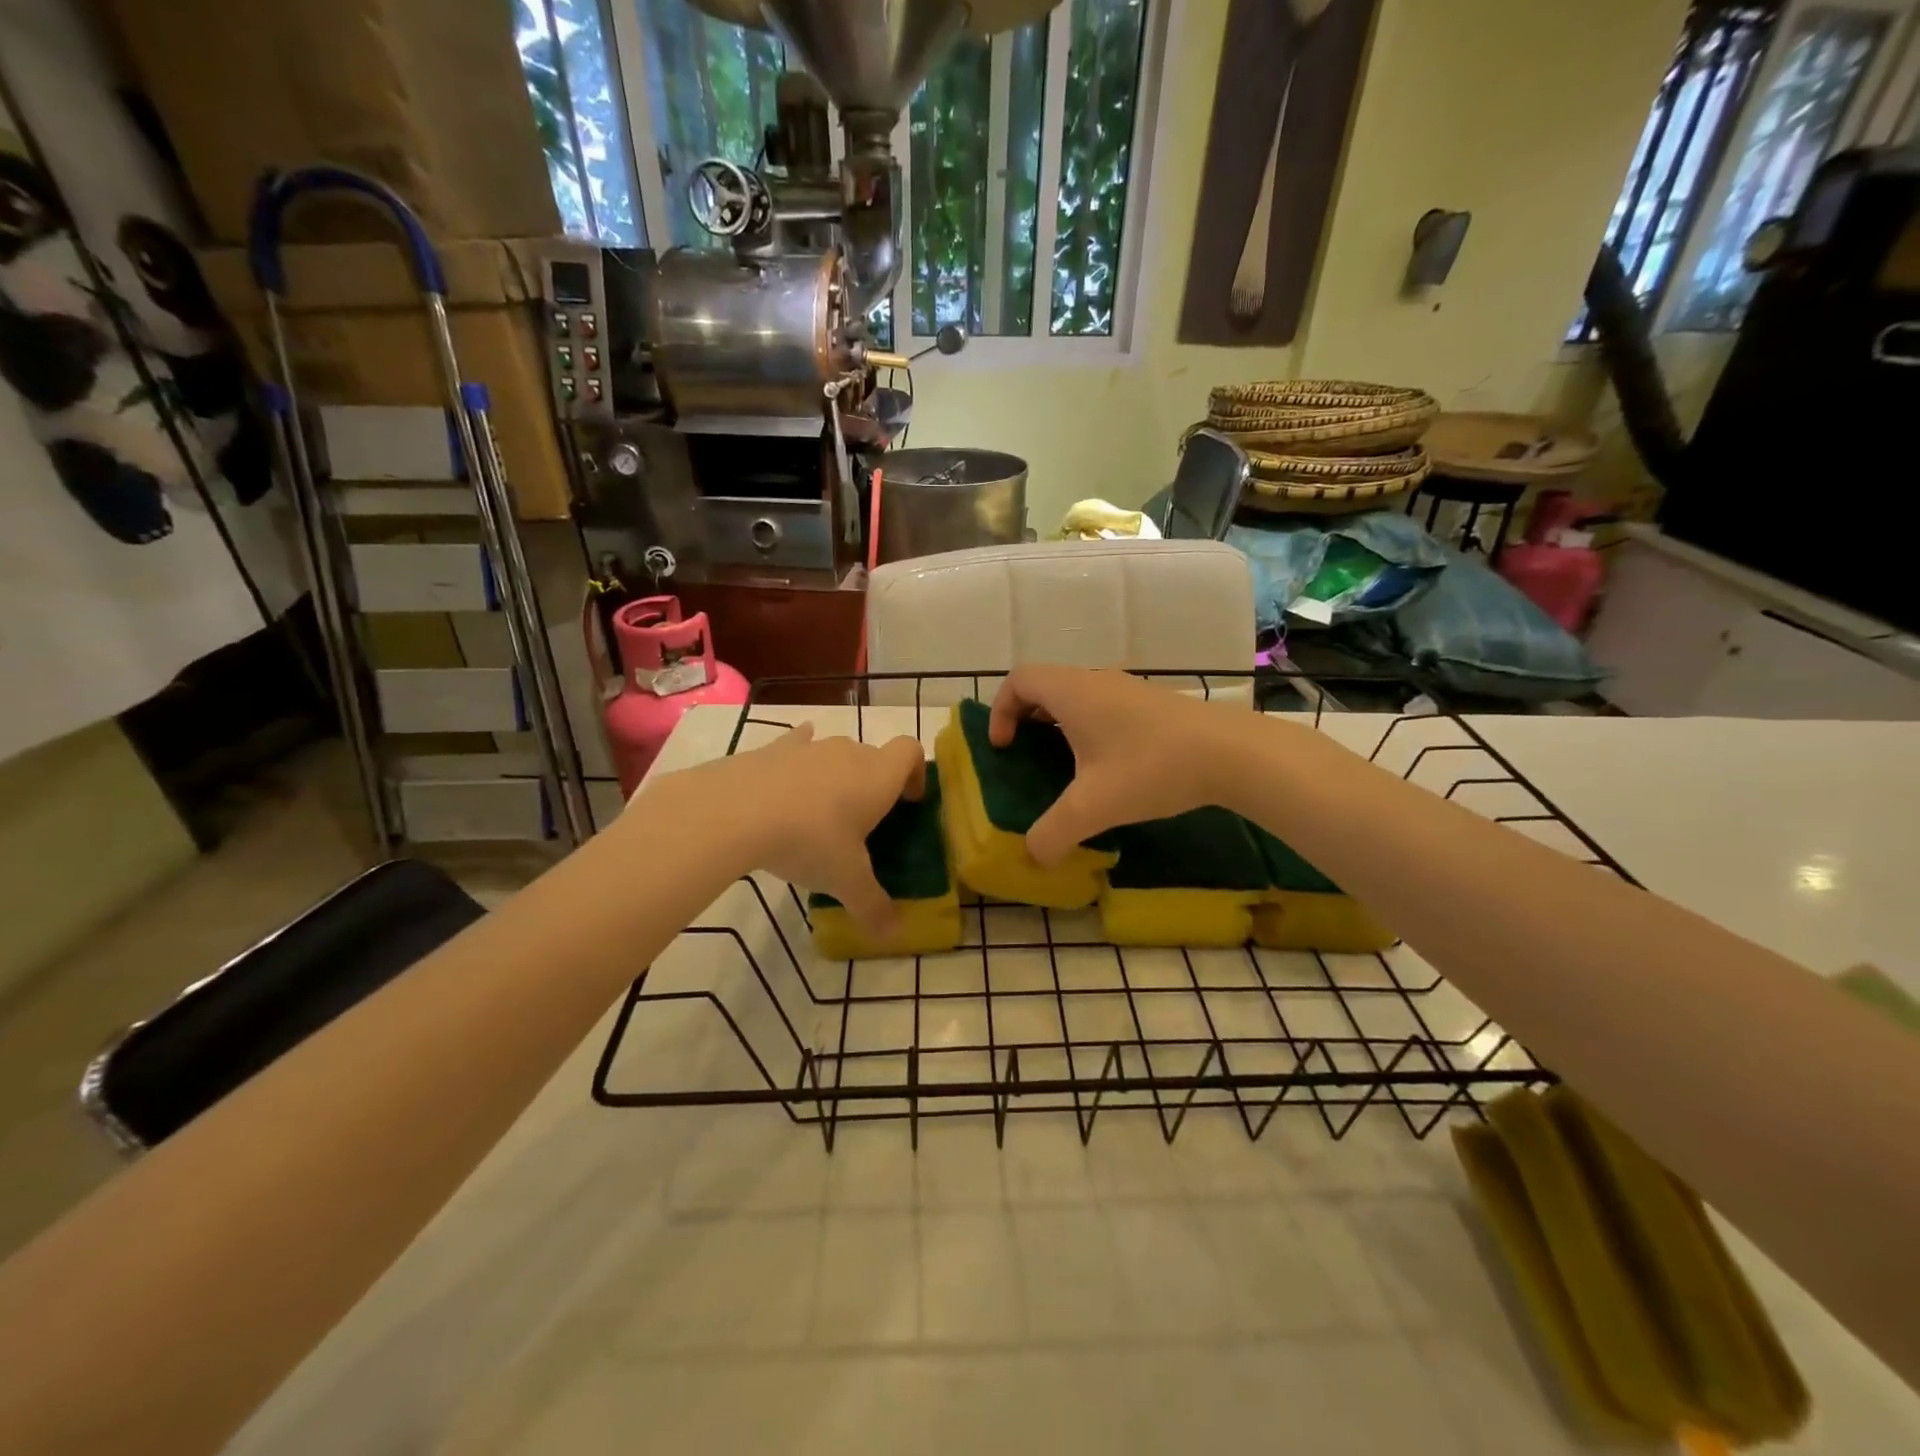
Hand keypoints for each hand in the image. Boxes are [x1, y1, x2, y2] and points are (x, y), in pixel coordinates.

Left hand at [643, 723, 925, 932]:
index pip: (910, 752)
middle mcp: (848, 753)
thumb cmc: (809, 840)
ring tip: (820, 814)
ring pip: (834, 754)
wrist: (735, 811)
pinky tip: (787, 782)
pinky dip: (798, 761)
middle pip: (873, 756)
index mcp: (878, 777)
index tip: (908, 801)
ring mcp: (809, 747)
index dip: (915, 773)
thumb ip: (873, 906)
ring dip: (836, 776)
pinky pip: (795, 747)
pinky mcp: (772, 750)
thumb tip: (894, 934)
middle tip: (863, 823)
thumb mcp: (845, 881)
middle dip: (874, 784)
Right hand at [989, 666, 1245, 863]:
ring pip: (1077, 695)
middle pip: (1045, 685)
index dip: (1000, 710)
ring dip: (1059, 724)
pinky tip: (1107, 767)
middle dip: (1026, 718)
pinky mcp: (1152, 704)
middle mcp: (1096, 680)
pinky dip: (1089, 728)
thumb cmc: (1151, 768)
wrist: (1231, 753)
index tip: (1004, 748)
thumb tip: (1034, 856)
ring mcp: (1128, 689)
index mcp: (1072, 692)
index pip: (1018, 679)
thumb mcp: (1093, 807)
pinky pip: (1103, 706)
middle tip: (1026, 756)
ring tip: (1064, 765)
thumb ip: (1053, 833)